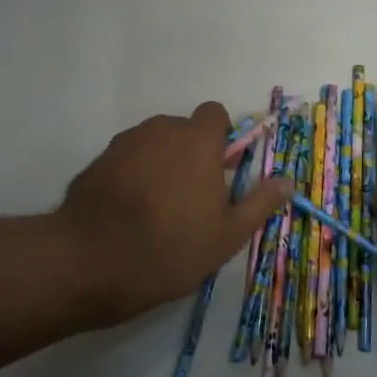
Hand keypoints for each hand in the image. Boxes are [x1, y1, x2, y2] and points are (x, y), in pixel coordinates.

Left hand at [57, 102, 291, 322]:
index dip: (221, 138)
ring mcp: (123, 144)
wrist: (89, 262)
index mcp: (197, 141)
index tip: (221, 171)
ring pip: (153, 144)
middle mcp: (160, 130)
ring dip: (161, 164)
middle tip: (193, 199)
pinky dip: (132, 177)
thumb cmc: (170, 248)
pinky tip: (129, 214)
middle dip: (191, 154)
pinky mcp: (96, 162)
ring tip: (158, 210)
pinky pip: (126, 160)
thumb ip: (259, 203)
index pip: (215, 114)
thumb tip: (288, 182)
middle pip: (183, 130)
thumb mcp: (227, 235)